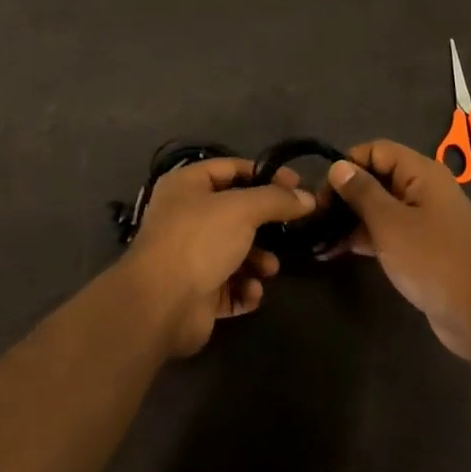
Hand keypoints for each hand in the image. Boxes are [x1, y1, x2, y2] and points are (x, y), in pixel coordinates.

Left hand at [117, 158, 315, 356]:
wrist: (162, 303)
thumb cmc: (199, 240)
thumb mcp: (242, 209)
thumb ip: (276, 200)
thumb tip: (308, 198)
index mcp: (186, 186)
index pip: (231, 168)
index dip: (265, 174)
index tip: (297, 185)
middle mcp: (185, 217)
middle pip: (235, 213)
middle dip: (264, 224)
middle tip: (293, 229)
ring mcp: (189, 255)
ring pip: (235, 251)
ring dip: (258, 260)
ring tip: (269, 269)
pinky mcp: (196, 291)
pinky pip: (229, 285)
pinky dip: (244, 288)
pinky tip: (252, 292)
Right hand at [325, 140, 470, 360]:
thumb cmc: (432, 259)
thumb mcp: (389, 222)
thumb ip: (361, 192)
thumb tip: (338, 166)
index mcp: (421, 173)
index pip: (376, 150)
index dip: (348, 164)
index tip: (323, 191)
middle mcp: (424, 189)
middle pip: (376, 177)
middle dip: (344, 194)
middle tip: (314, 217)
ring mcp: (424, 219)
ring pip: (379, 207)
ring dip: (349, 219)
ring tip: (317, 237)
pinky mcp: (421, 246)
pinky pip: (387, 231)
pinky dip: (363, 238)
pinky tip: (334, 251)